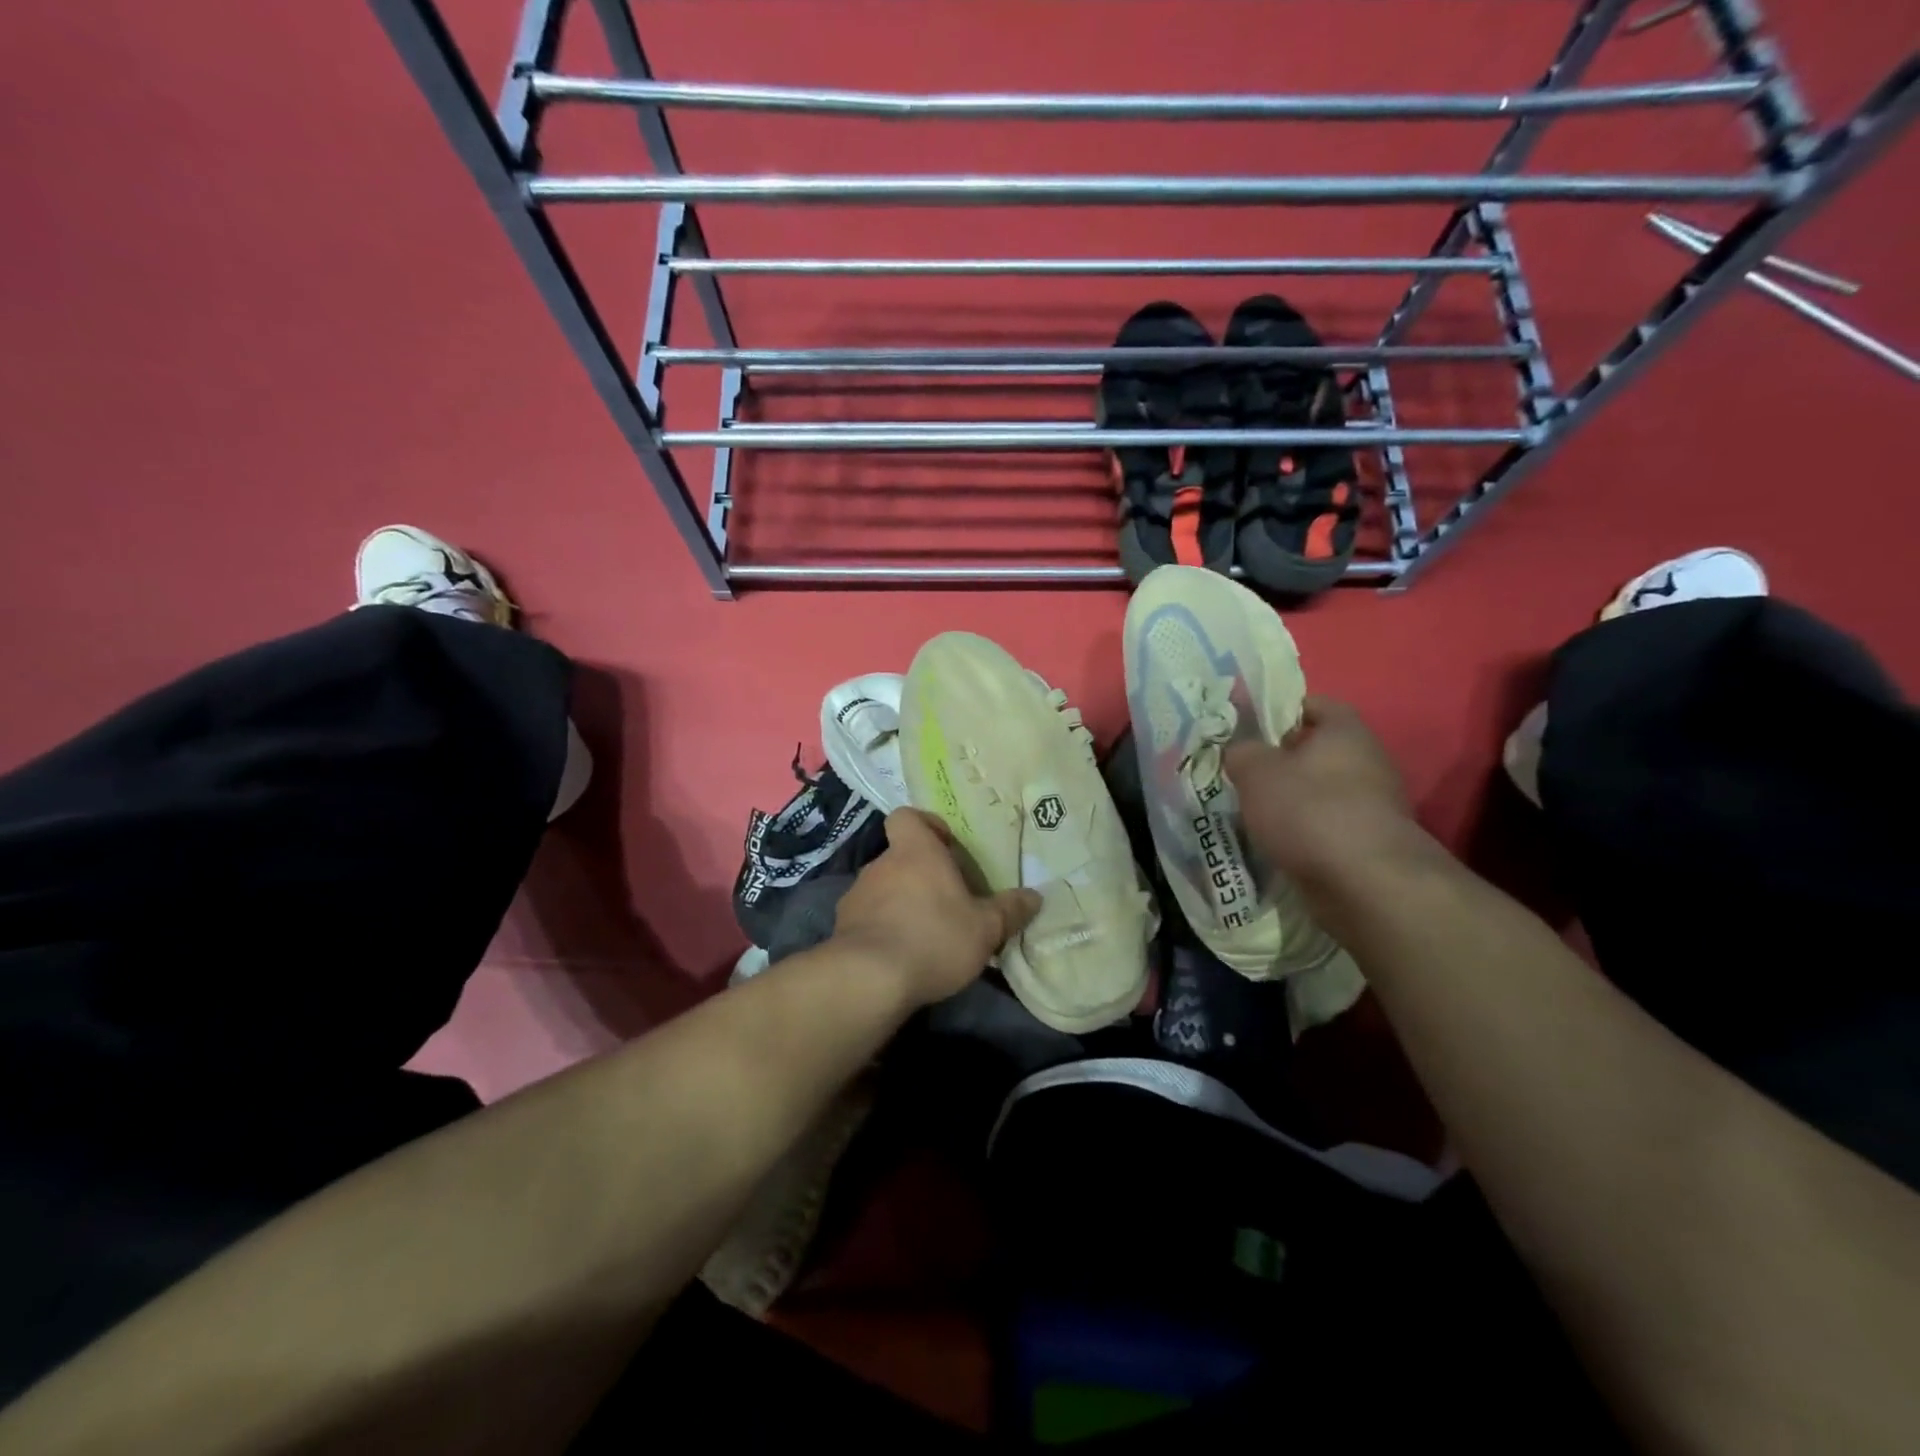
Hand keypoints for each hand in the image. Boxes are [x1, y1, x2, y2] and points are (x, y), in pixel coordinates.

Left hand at [828, 809, 1041, 1007]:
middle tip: (948, 901)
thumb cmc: (934, 938)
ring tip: (926, 933)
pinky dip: (883, 928)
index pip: (907, 816)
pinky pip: (868, 918)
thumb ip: (1010, 910)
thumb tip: (1035, 897)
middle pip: (901, 856)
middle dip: (922, 874)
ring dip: (902, 903)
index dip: (925, 826)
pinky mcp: (842, 927)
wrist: (868, 979)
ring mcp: (857, 895)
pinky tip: (901, 955)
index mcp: (915, 851)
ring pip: (884, 888)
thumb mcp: (985, 928)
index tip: (946, 847)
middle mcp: (881, 864)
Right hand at [1224, 696, 1414, 885]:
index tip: (1247, 727)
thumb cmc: (1309, 811)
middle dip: (1281, 761)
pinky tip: (1276, 844)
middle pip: (1317, 751)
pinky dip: (1304, 833)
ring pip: (1321, 792)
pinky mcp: (1371, 843)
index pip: (1313, 704)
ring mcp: (1375, 805)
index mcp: (1345, 731)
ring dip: (1291, 801)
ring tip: (1252, 813)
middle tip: (1242, 773)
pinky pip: (1328, 827)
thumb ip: (1241, 752)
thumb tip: (1240, 751)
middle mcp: (1368, 761)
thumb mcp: (1256, 771)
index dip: (1279, 710)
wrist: (1366, 884)